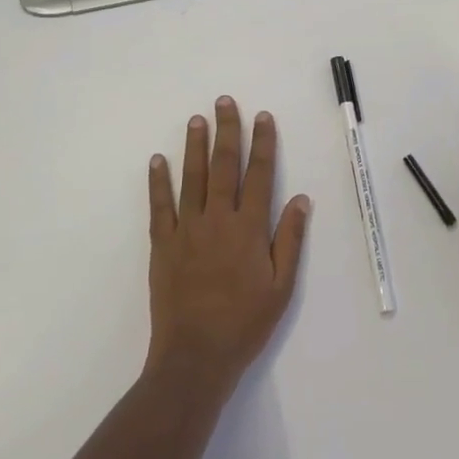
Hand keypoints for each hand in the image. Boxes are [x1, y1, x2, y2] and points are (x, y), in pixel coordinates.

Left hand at [146, 97, 309, 383]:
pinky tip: (158, 160)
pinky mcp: (162, 245)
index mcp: (249, 229)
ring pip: (191, 178)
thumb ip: (290, 240)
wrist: (195, 357)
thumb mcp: (281, 287)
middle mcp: (218, 220)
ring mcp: (186, 230)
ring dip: (195, 146)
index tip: (263, 117)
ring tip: (196, 119)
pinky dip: (158, 181)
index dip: (263, 144)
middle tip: (225, 101)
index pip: (259, 175)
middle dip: (227, 131)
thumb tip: (301, 199)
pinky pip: (159, 206)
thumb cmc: (245, 323)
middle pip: (223, 166)